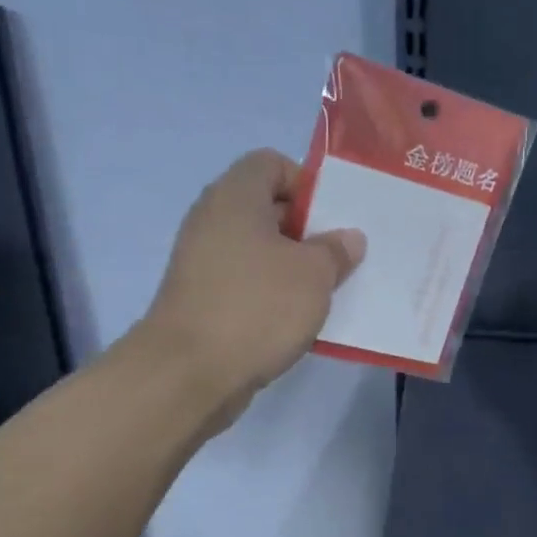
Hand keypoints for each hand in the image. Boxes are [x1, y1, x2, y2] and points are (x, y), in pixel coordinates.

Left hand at [127, 149, 364, 423]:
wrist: (189, 373)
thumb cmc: (257, 307)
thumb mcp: (314, 274)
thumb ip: (336, 250)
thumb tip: (348, 238)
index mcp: (236, 196)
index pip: (272, 163)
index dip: (307, 183)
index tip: (333, 219)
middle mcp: (212, 219)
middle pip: (266, 207)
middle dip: (307, 229)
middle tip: (340, 257)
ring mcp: (201, 261)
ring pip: (258, 249)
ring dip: (292, 266)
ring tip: (325, 291)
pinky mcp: (200, 297)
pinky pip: (245, 282)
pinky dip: (271, 293)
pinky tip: (296, 319)